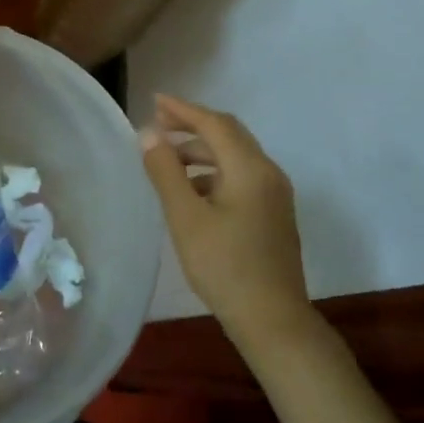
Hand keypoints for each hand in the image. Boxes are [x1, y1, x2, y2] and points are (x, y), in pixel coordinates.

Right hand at [140, 96, 315, 353]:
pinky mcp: (273, 214)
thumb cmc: (225, 266)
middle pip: (228, 134)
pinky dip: (213, 171)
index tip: (154, 102)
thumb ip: (166, 171)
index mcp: (250, 168)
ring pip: (235, 156)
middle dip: (193, 125)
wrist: (273, 321)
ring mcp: (274, 195)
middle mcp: (268, 173)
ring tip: (167, 158)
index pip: (214, 124)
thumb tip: (148, 134)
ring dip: (202, 150)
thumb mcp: (185, 218)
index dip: (182, 110)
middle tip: (158, 124)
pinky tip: (191, 190)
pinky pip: (240, 176)